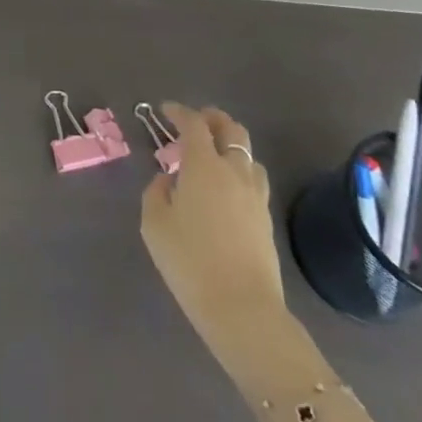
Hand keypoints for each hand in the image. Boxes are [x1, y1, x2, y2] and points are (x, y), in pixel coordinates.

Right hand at [141, 103, 283, 361]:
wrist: (242, 311)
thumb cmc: (190, 262)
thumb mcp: (155, 224)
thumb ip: (156, 193)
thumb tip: (167, 181)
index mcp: (204, 166)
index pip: (194, 124)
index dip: (179, 112)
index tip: (165, 110)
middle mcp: (234, 172)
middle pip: (231, 130)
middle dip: (213, 119)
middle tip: (195, 122)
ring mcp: (255, 196)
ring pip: (248, 155)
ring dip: (230, 145)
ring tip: (212, 156)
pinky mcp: (267, 220)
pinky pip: (254, 180)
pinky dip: (238, 171)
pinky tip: (225, 189)